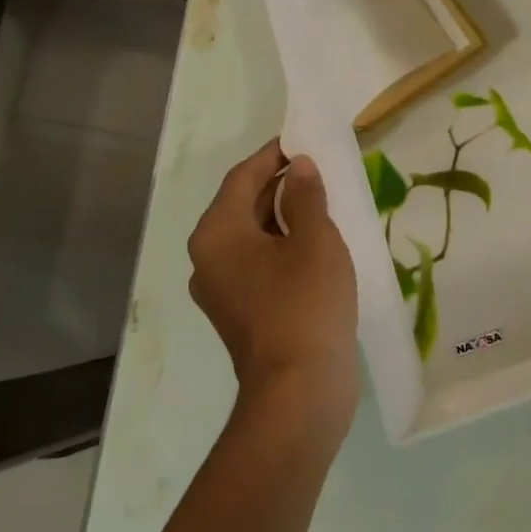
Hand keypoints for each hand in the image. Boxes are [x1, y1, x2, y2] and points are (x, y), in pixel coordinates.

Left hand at [187, 139, 358, 426]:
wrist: (298, 391)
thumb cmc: (305, 303)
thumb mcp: (314, 239)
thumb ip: (306, 196)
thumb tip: (298, 167)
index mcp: (217, 233)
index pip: (243, 176)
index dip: (273, 155)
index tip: (303, 140)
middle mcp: (208, 258)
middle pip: (243, 205)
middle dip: (280, 184)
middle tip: (319, 168)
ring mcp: (221, 289)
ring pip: (252, 235)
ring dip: (284, 216)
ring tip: (323, 201)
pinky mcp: (239, 313)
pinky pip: (258, 263)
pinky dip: (282, 245)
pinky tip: (315, 245)